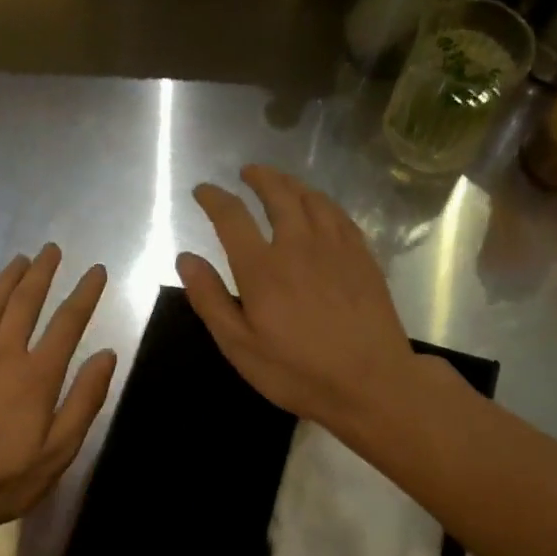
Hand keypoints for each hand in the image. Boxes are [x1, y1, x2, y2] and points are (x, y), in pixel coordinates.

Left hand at [0, 244, 115, 539]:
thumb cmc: (6, 478)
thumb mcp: (59, 450)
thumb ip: (84, 400)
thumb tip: (106, 355)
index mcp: (37, 376)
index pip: (67, 324)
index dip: (85, 294)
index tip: (96, 271)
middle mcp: (3, 357)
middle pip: (25, 304)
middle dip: (42, 274)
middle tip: (51, 250)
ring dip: (7, 281)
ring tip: (20, 259)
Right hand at [178, 165, 418, 430]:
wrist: (371, 382)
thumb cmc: (297, 372)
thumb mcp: (240, 346)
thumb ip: (210, 299)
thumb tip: (185, 258)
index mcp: (262, 267)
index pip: (231, 216)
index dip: (213, 198)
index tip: (202, 191)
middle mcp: (298, 244)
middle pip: (277, 194)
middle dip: (258, 178)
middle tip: (246, 173)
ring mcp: (336, 247)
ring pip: (312, 198)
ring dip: (291, 184)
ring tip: (280, 183)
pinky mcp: (363, 256)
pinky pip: (339, 214)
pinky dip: (322, 202)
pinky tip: (320, 208)